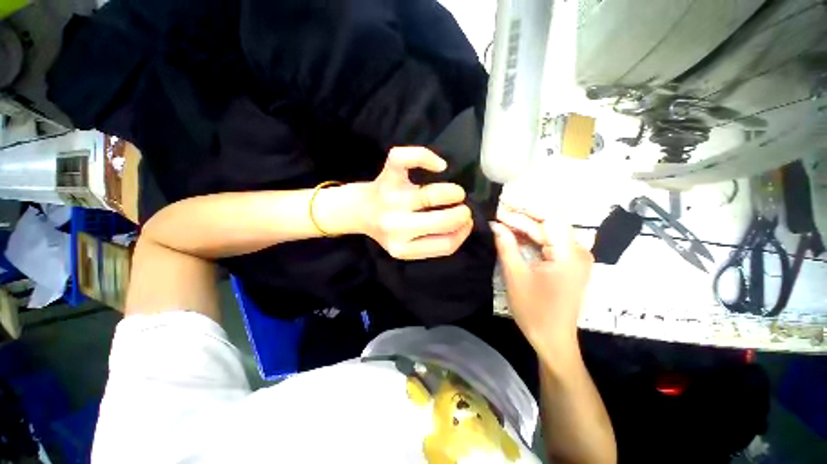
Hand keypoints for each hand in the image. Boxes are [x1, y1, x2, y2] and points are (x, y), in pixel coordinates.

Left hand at [360, 147, 472, 259]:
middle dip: (462, 213)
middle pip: (442, 220)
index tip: (466, 223)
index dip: (463, 232)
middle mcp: (394, 226)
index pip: (445, 244)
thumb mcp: (409, 246)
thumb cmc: (389, 228)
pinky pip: (404, 159)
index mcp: (402, 247)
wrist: (359, 211)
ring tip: (455, 193)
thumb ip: (433, 242)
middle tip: (463, 208)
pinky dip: (425, 157)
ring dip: (453, 193)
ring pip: (431, 194)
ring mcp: (389, 200)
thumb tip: (464, 224)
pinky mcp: (386, 177)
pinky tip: (439, 166)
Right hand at [491, 207, 592, 360]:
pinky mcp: (571, 264)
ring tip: (504, 220)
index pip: (548, 219)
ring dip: (527, 226)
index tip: (503, 205)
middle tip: (499, 212)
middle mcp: (579, 251)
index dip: (524, 210)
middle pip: (550, 224)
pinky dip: (533, 238)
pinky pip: (551, 243)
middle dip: (523, 217)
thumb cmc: (534, 310)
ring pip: (550, 232)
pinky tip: (517, 234)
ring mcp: (577, 258)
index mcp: (569, 254)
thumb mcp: (515, 276)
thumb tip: (496, 224)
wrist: (553, 339)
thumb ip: (506, 246)